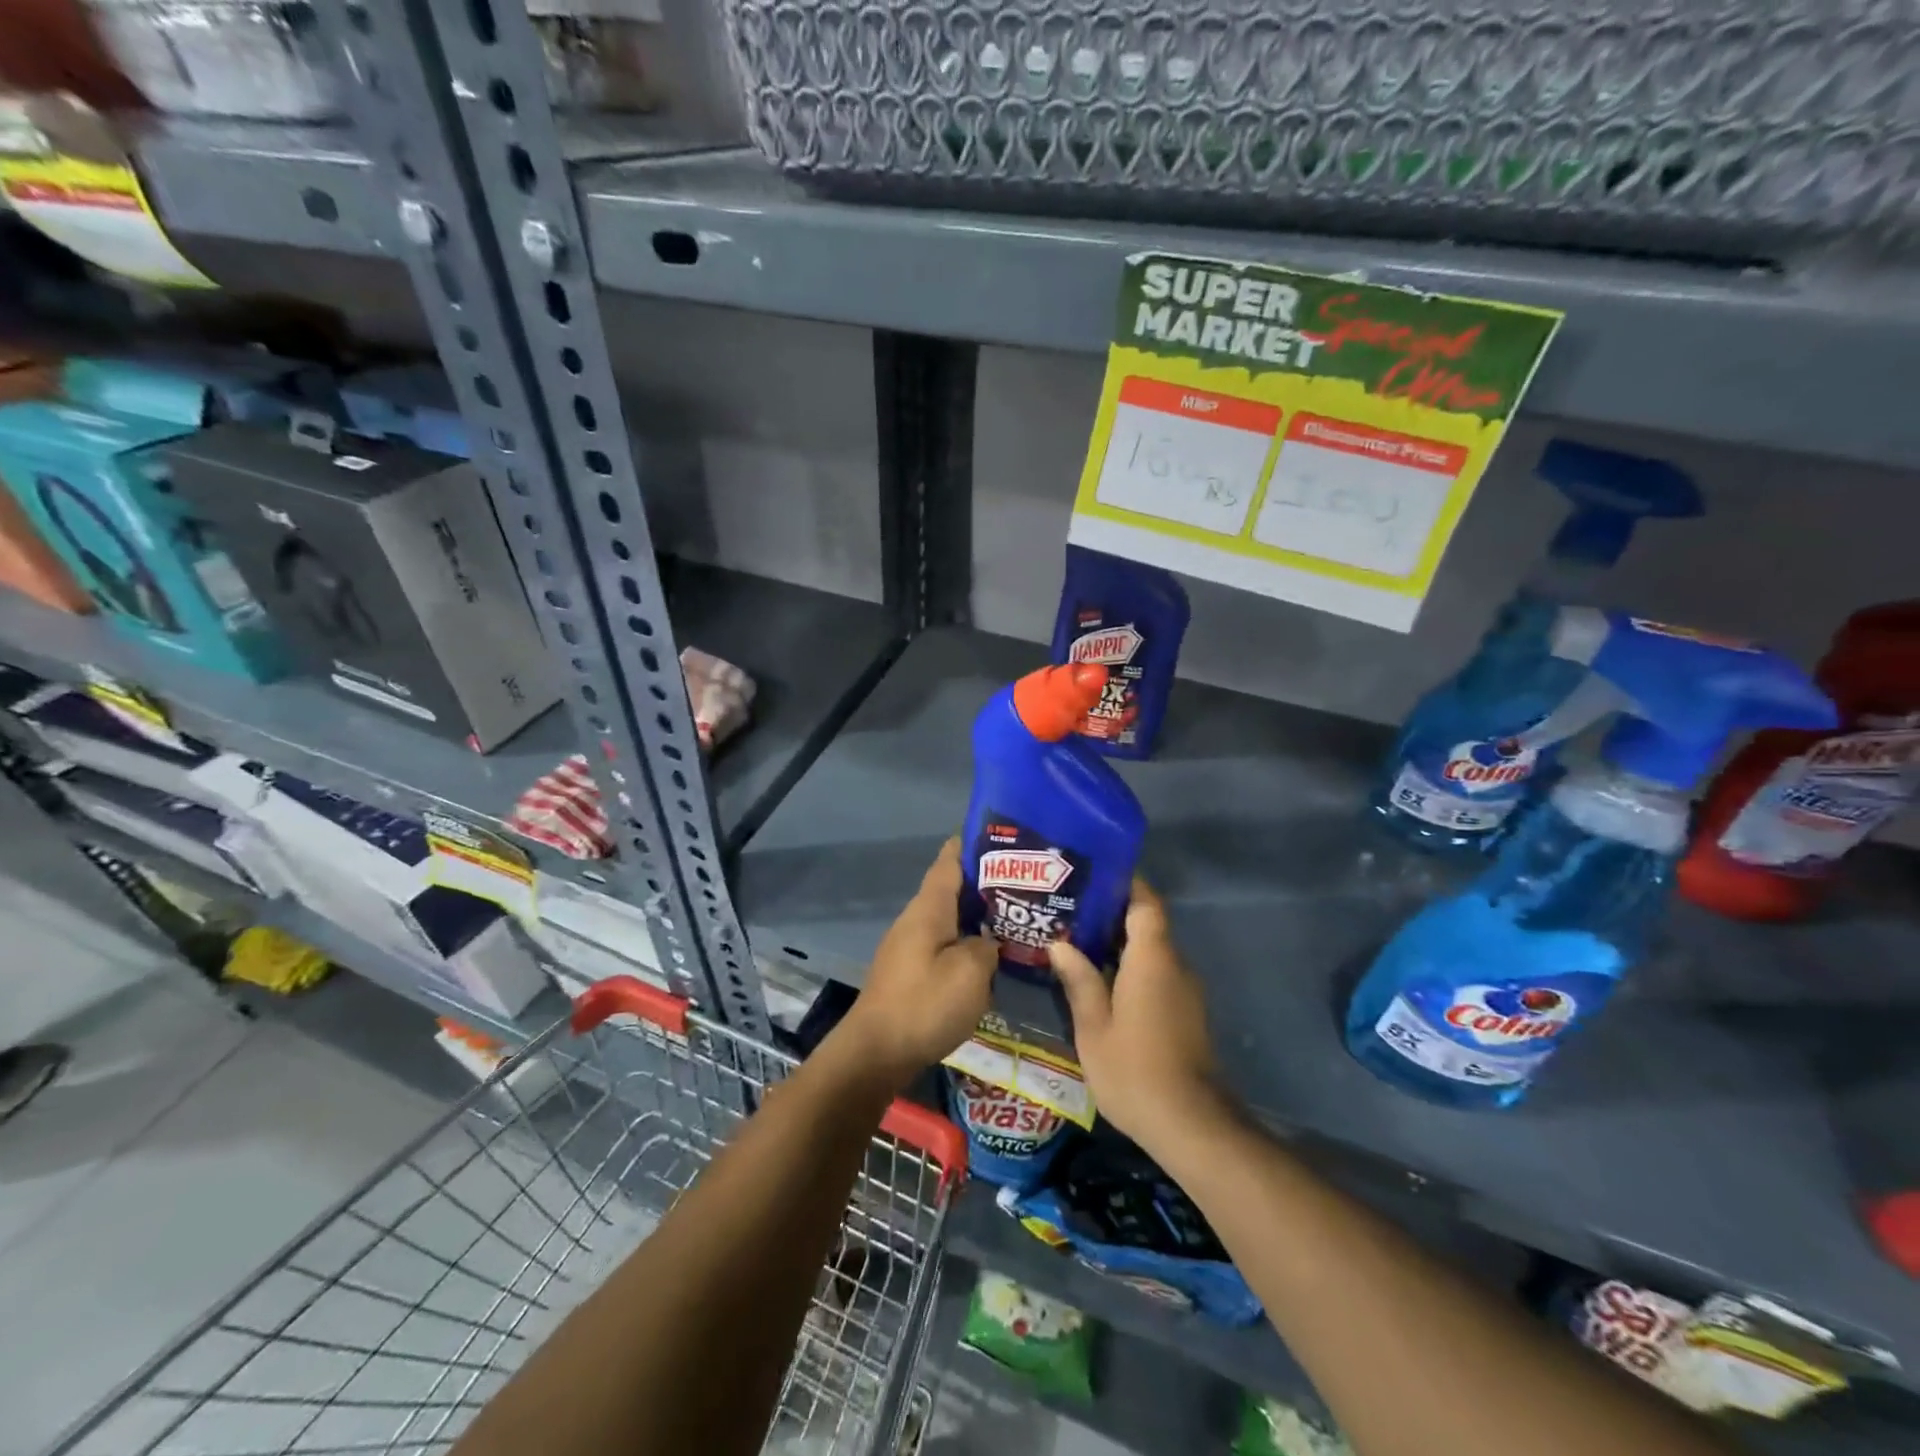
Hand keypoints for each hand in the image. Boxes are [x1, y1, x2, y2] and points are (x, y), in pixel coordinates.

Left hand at [838, 838, 996, 1086]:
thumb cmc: (924, 1004)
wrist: (875, 1052)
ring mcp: (908, 946)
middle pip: (951, 890)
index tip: (999, 835)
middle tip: (1023, 882)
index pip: (949, 861)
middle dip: (983, 883)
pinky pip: (942, 944)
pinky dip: (965, 941)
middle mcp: (915, 920)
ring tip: (1012, 917)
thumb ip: (987, 947)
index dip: (970, 844)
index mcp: (928, 909)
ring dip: (975, 916)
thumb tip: (988, 941)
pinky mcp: (909, 972)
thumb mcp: (971, 973)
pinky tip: (987, 956)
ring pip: (948, 919)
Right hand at [1048, 879, 1226, 1154]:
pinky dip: (1129, 966)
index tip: (1091, 876)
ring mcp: (1184, 989)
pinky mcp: (1185, 1011)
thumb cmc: (1134, 1070)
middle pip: (1147, 922)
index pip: (1145, 902)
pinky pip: (1156, 972)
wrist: (1191, 1124)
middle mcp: (1174, 964)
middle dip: (1110, 912)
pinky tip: (1098, 979)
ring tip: (1075, 940)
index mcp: (1153, 958)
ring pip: (1150, 950)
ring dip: (1118, 942)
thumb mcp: (1094, 1026)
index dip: (1123, 883)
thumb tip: (1060, 944)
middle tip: (1068, 908)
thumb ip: (1079, 980)